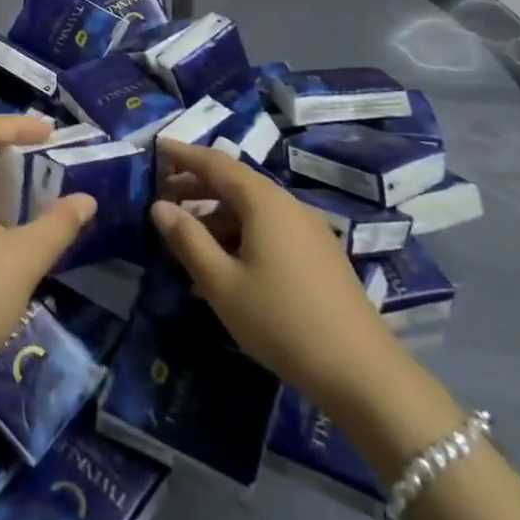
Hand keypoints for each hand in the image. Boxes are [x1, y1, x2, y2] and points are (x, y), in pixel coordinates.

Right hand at [150, 142, 386, 396]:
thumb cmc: (281, 321)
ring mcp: (308, 230)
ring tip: (187, 239)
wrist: (363, 373)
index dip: (183, 154)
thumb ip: (187, 240)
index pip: (216, 163)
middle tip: (161, 197)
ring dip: (217, 215)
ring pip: (252, 209)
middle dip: (196, 186)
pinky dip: (240, 234)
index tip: (157, 146)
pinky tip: (226, 266)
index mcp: (263, 201)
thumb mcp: (222, 283)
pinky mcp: (319, 255)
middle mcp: (287, 205)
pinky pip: (269, 229)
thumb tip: (158, 206)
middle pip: (235, 183)